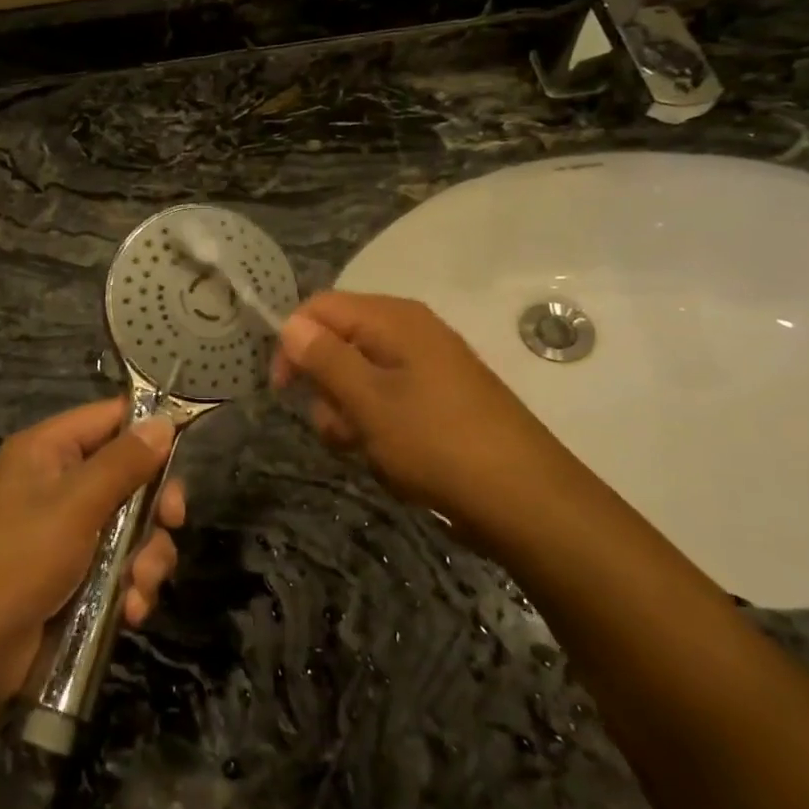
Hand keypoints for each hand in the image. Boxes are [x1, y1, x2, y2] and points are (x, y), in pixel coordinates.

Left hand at [0, 399, 184, 694]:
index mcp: (48, 450)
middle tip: (172, 524)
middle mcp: (58, 482)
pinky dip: (130, 586)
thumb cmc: (19, 561)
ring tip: (139, 587)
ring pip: (132, 526)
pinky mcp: (75, 573)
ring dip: (146, 557)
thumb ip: (123, 463)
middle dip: (154, 507)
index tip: (186, 450)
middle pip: (129, 475)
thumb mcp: (75, 505)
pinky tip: (129, 611)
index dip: (149, 430)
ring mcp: (67, 530)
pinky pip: (119, 565)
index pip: (110, 418)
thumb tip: (164, 421)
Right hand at [273, 291, 593, 554]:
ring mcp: (425, 367)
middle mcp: (409, 333)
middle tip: (341, 428)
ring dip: (349, 417)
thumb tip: (289, 324)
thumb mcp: (368, 401)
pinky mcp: (436, 400)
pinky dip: (376, 429)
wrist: (526, 500)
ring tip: (370, 450)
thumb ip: (324, 358)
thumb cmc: (438, 443)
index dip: (292, 343)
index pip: (319, 308)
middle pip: (337, 344)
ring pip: (357, 381)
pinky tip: (391, 458)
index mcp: (393, 319)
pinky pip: (385, 402)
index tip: (283, 390)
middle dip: (326, 390)